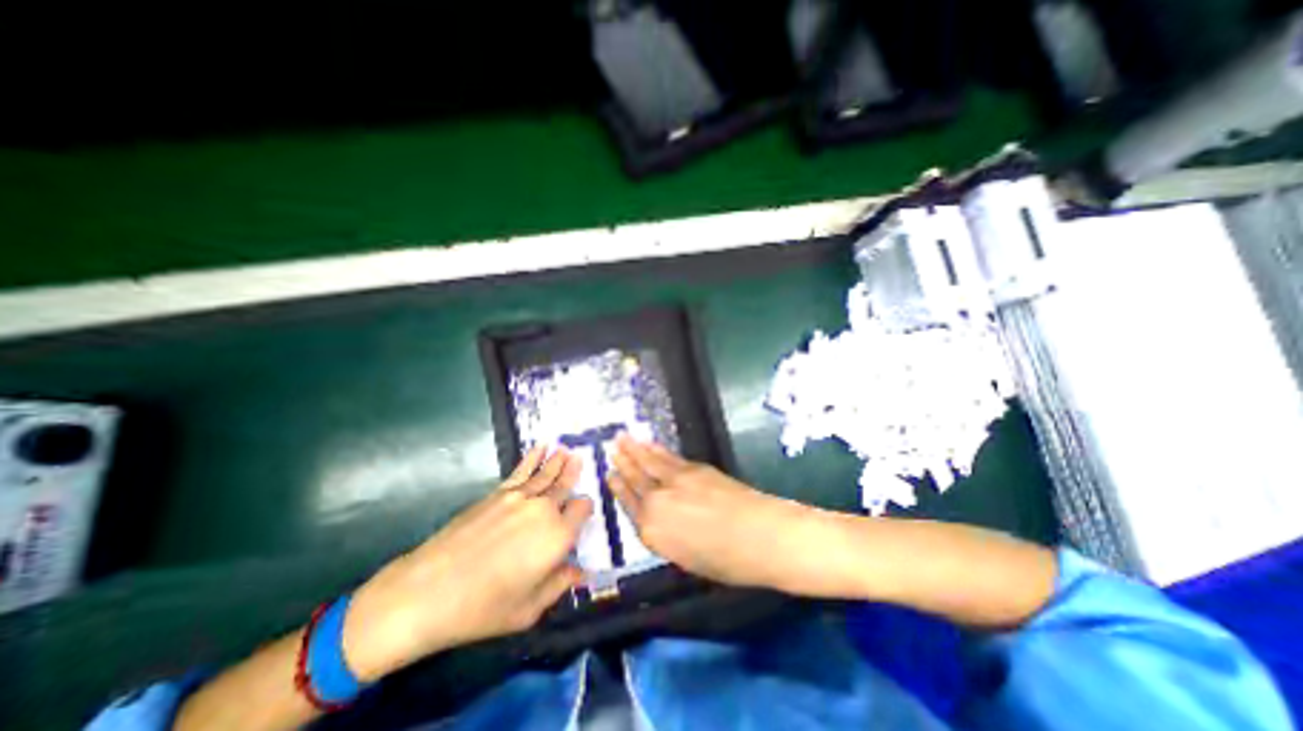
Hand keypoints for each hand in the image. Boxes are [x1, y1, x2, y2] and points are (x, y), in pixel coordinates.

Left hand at [341, 449, 593, 681]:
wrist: (427, 591)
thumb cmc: (482, 608)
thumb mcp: (529, 609)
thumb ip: (559, 585)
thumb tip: (582, 573)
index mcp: (558, 536)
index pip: (582, 509)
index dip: (585, 509)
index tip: (583, 514)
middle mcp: (544, 509)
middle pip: (565, 486)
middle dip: (574, 474)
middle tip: (582, 460)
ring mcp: (519, 497)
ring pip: (546, 474)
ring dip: (559, 461)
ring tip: (568, 450)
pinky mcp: (497, 494)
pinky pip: (522, 471)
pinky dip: (534, 457)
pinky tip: (541, 447)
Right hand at [610, 433, 810, 593]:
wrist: (762, 536)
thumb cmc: (727, 562)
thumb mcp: (687, 559)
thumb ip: (667, 536)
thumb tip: (660, 519)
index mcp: (653, 532)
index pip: (629, 506)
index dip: (618, 488)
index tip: (609, 474)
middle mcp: (657, 502)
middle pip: (636, 478)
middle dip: (623, 461)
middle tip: (611, 445)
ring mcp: (675, 481)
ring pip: (649, 462)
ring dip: (635, 449)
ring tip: (622, 437)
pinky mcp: (693, 468)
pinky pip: (668, 457)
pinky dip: (657, 449)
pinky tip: (649, 443)